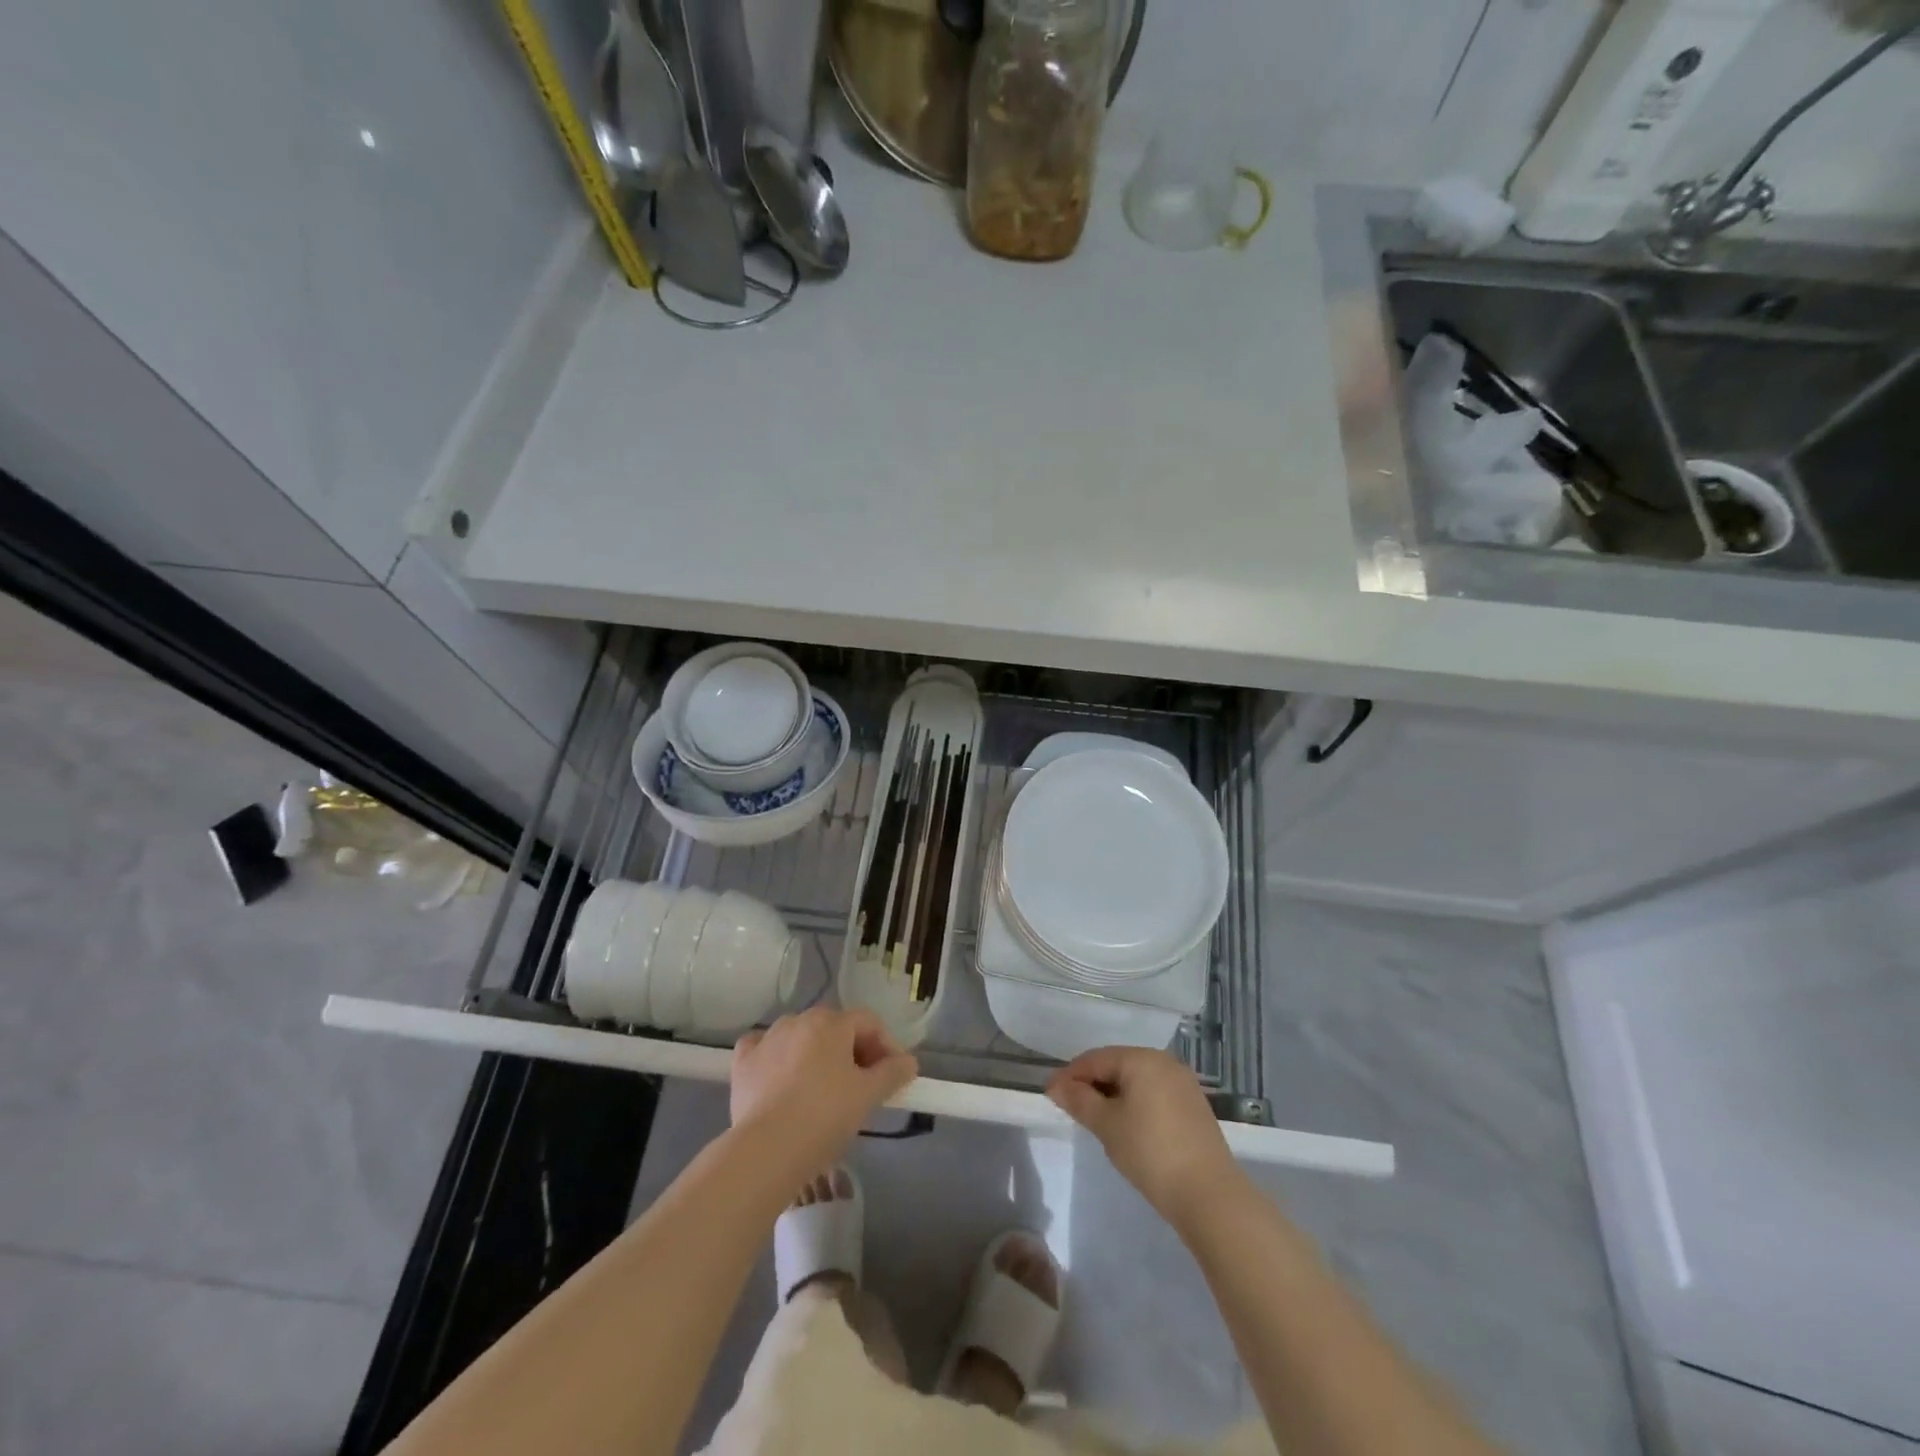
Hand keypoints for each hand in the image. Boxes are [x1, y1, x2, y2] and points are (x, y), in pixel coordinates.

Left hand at [731, 1008, 917, 1176]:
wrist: (767, 1150)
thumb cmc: (825, 1116)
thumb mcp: (868, 1096)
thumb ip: (892, 1073)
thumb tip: (908, 1062)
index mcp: (831, 1022)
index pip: (868, 1022)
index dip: (886, 1045)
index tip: (894, 1075)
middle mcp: (798, 1020)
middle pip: (835, 1028)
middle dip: (853, 1050)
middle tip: (864, 1084)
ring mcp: (767, 1039)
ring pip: (800, 1037)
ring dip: (816, 1054)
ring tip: (824, 1088)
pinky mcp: (743, 1062)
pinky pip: (765, 1049)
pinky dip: (777, 1058)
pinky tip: (781, 1078)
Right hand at [1047, 1047, 1242, 1226]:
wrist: (1209, 1194)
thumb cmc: (1150, 1152)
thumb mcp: (1107, 1125)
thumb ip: (1079, 1101)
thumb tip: (1055, 1085)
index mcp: (1142, 1059)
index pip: (1095, 1058)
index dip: (1070, 1075)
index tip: (1051, 1094)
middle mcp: (1164, 1062)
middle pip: (1117, 1065)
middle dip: (1092, 1084)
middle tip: (1071, 1108)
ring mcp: (1183, 1083)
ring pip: (1136, 1080)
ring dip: (1113, 1095)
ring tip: (1096, 1119)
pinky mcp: (1193, 1105)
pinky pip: (1154, 1093)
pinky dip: (1135, 1103)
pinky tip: (1127, 1126)